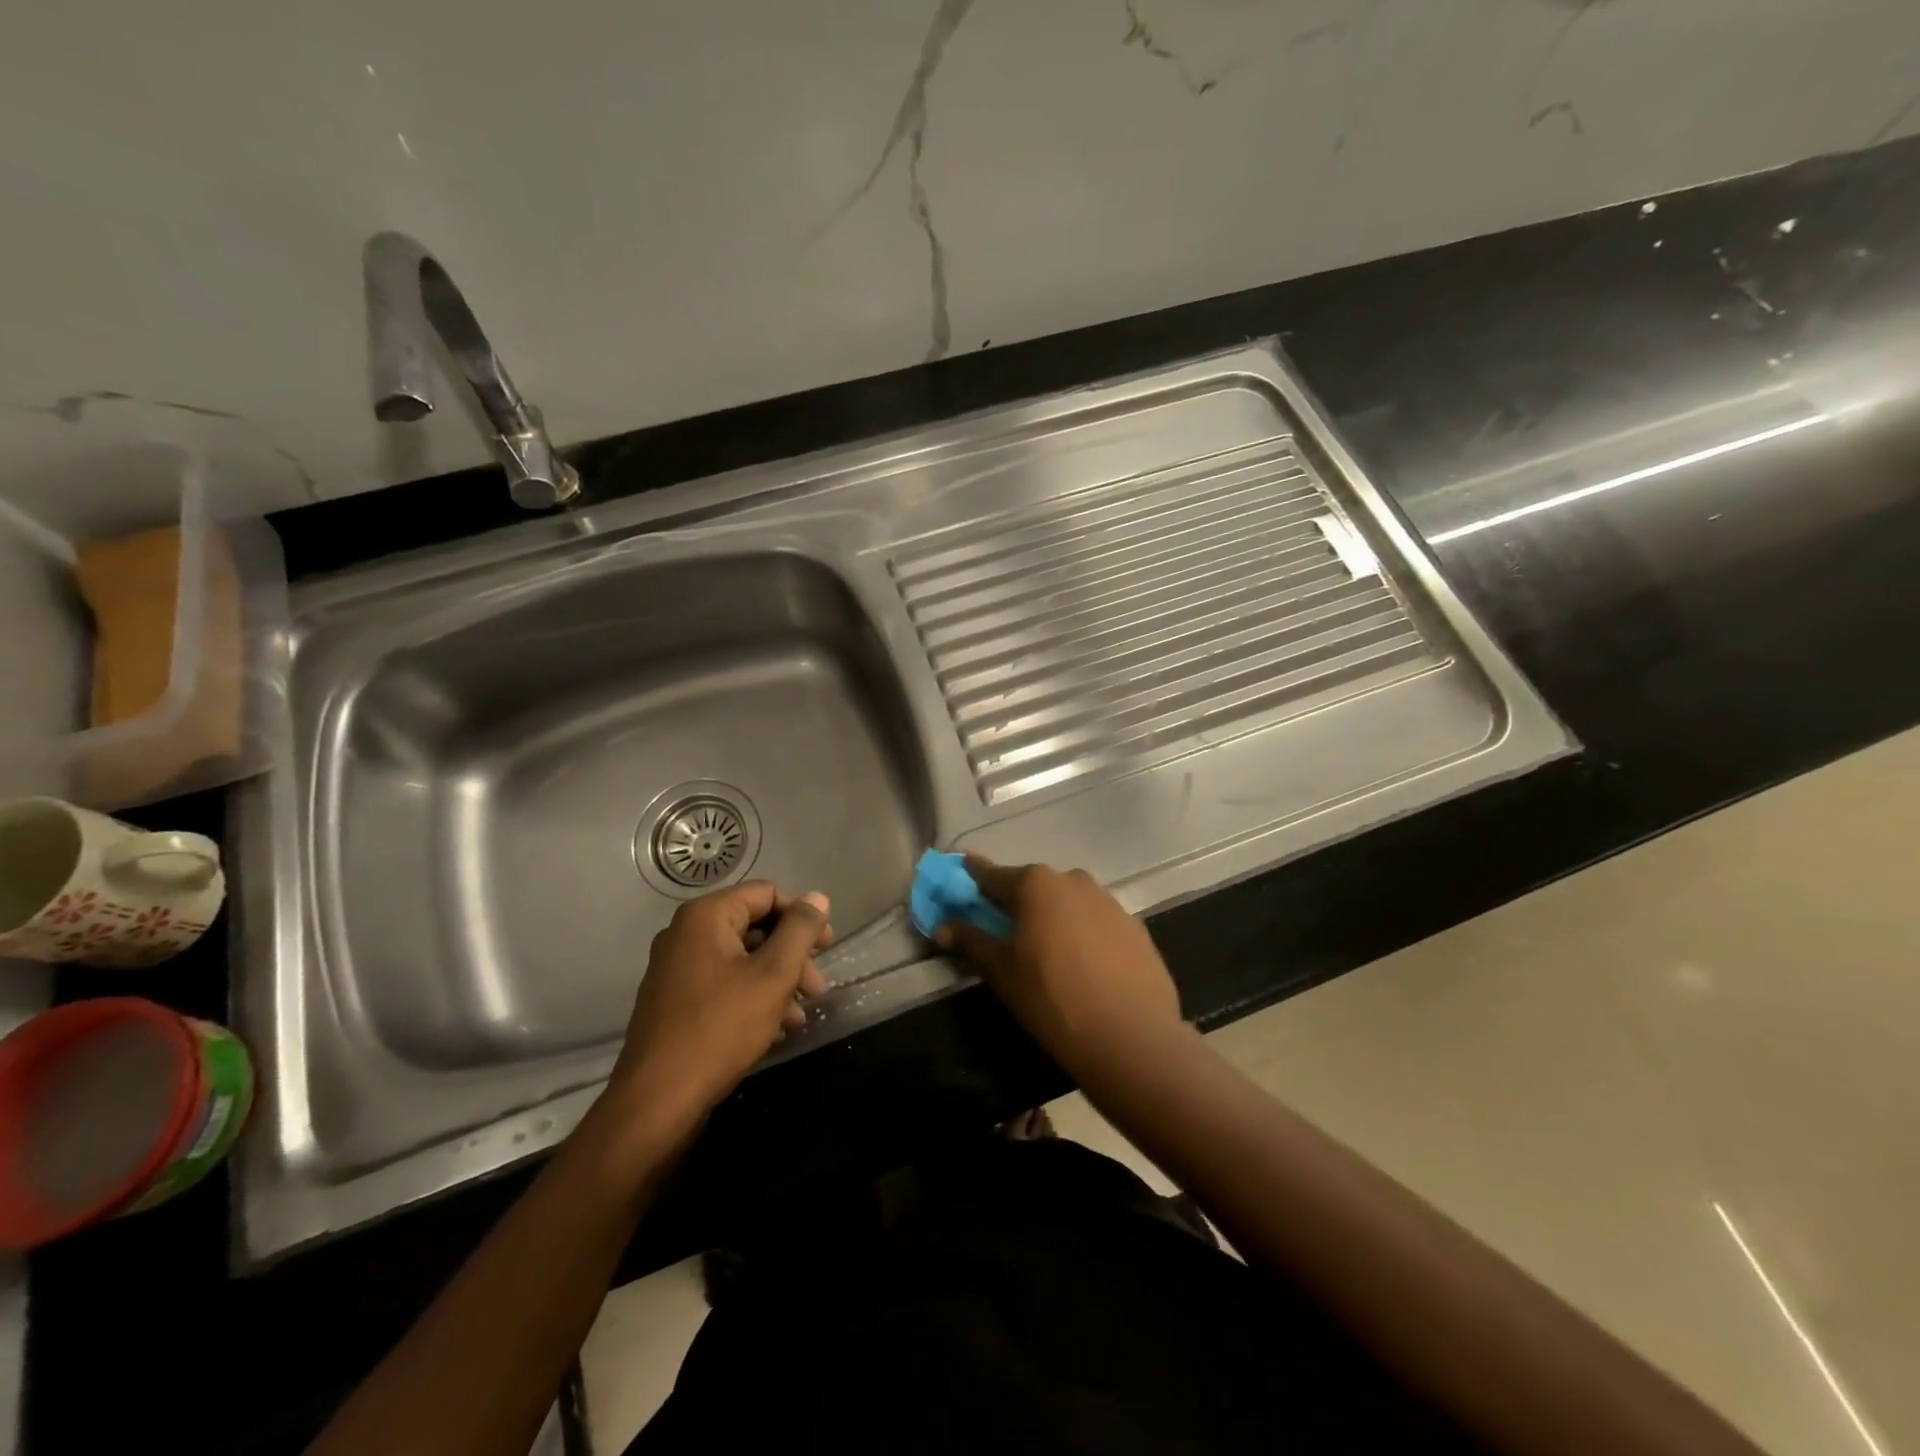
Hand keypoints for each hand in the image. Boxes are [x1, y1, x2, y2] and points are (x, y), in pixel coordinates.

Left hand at [606, 882, 831, 1127]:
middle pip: (755, 927)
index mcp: (705, 917)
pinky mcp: (674, 1002)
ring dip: (777, 981)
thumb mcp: (773, 975)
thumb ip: (800, 930)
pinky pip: (723, 984)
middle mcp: (685, 934)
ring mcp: (676, 969)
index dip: (801, 917)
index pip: (766, 894)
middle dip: (792, 955)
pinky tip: (775, 1029)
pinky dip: (752, 997)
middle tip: (817, 988)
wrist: (657, 1101)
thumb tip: (818, 898)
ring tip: (800, 1016)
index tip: (826, 948)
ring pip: (741, 959)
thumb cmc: (720, 1028)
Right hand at [937, 856, 1184, 1080]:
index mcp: (1035, 884)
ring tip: (1048, 953)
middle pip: (1034, 887)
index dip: (974, 877)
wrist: (1130, 1036)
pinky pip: (1097, 923)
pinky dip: (1084, 935)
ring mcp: (1109, 902)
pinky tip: (1084, 967)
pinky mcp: (1135, 927)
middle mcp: (1073, 880)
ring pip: (1069, 903)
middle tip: (1006, 929)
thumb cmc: (1051, 998)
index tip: (963, 871)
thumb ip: (971, 941)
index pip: (993, 876)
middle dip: (1018, 903)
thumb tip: (944, 925)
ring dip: (1054, 918)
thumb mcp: (1000, 971)